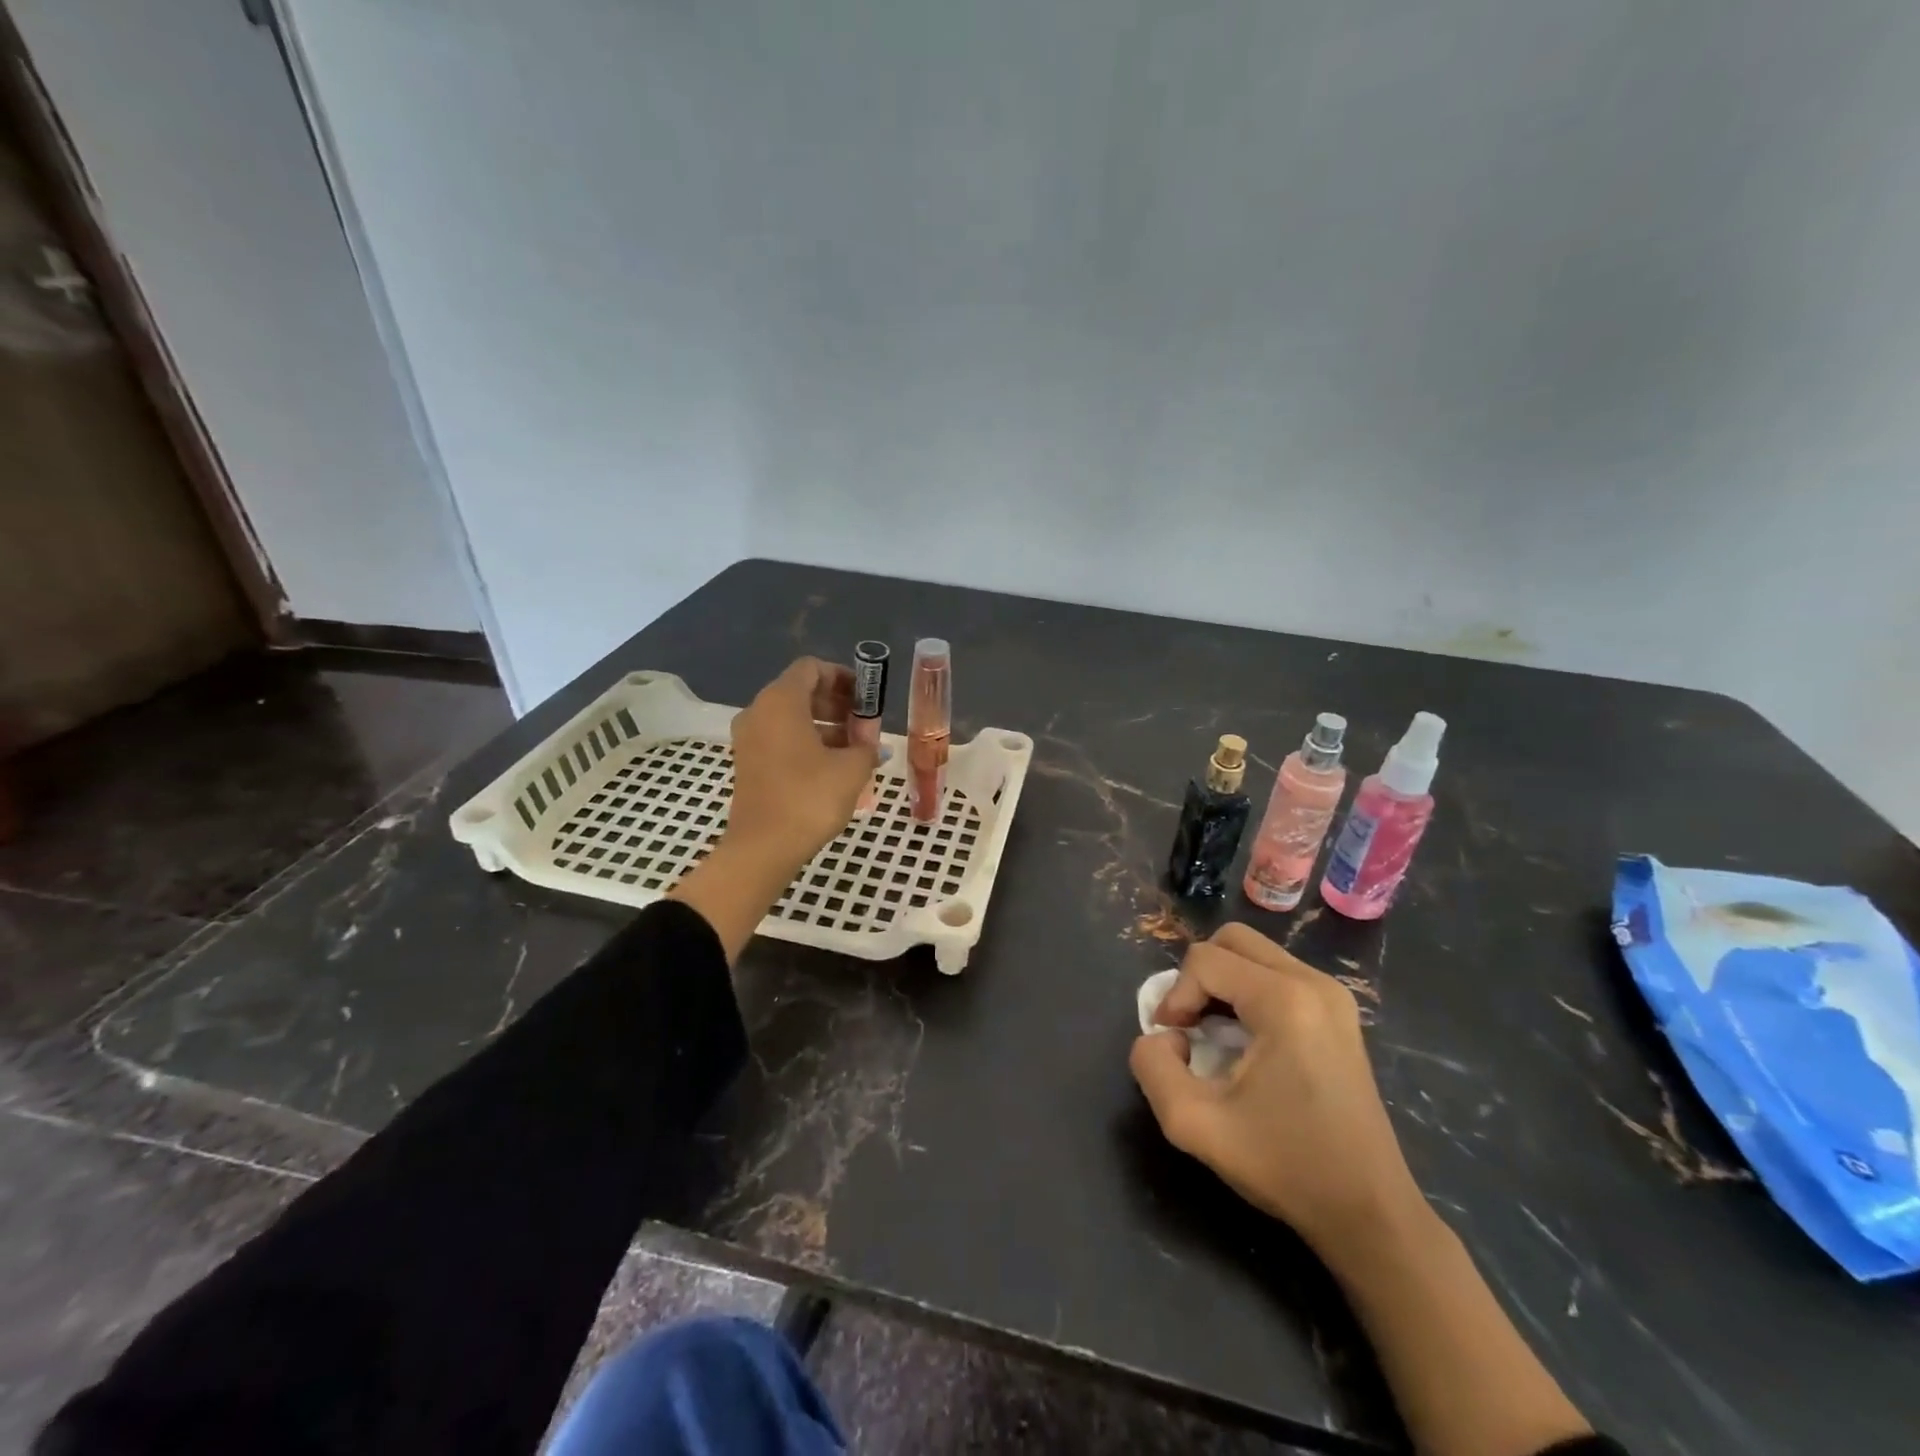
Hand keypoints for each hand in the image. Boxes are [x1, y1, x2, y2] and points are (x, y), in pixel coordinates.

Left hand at [724, 657, 878, 866]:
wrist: (763, 848)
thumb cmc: (810, 798)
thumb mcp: (851, 769)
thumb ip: (866, 746)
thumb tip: (873, 745)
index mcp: (781, 701)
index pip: (811, 668)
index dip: (842, 676)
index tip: (866, 696)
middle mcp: (759, 711)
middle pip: (800, 691)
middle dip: (836, 703)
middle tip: (865, 723)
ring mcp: (749, 739)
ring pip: (791, 717)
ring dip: (824, 725)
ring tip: (855, 747)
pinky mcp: (748, 763)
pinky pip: (781, 738)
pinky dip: (807, 742)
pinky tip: (834, 766)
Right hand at [1129, 923, 1422, 1261]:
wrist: (1370, 1212)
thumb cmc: (1285, 1165)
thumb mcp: (1193, 1123)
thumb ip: (1152, 1066)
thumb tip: (1164, 1038)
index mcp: (1285, 1000)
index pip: (1205, 960)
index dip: (1175, 995)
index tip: (1175, 1045)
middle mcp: (1314, 983)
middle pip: (1232, 940)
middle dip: (1197, 977)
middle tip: (1189, 1025)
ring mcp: (1333, 996)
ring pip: (1255, 954)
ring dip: (1221, 984)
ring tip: (1213, 1035)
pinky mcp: (1340, 1013)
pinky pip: (1277, 975)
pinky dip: (1247, 993)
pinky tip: (1245, 1042)